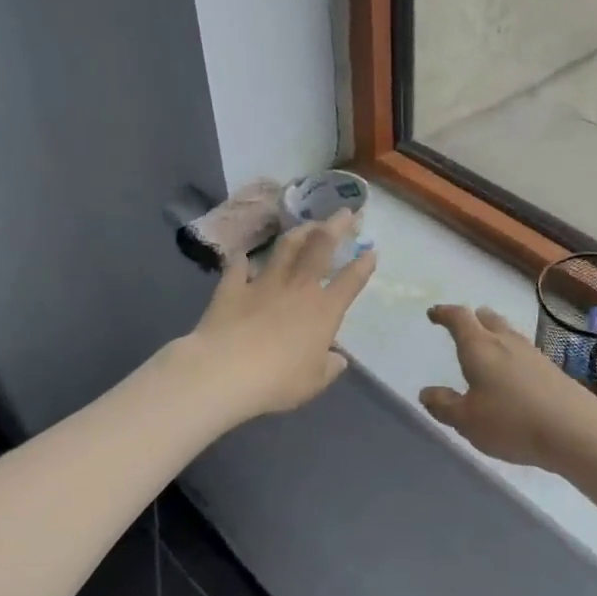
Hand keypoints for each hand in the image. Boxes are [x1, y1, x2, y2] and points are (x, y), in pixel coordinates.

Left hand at [185, 212, 374, 419]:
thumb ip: (328, 367)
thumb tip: (337, 359)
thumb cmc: (278, 380)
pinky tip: (243, 255)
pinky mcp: (232, 288)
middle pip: (320, 248)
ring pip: (284, 249)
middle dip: (335, 227)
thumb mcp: (313, 382)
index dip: (363, 265)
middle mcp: (298, 288)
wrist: (225, 371)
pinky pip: (238, 268)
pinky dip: (242, 260)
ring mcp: (264, 284)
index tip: (371, 250)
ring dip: (298, 233)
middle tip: (343, 213)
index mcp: (324, 310)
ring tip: (306, 224)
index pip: (350, 281)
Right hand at [418, 304, 596, 472]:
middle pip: (487, 318)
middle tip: (461, 326)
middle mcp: (506, 341)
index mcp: (479, 347)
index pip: (459, 319)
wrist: (575, 430)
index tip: (434, 314)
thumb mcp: (467, 421)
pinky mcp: (551, 369)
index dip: (444, 314)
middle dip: (472, 319)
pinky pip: (522, 351)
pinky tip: (511, 372)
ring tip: (485, 346)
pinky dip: (510, 353)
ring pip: (507, 333)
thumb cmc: (511, 422)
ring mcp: (532, 353)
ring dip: (493, 334)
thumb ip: (445, 405)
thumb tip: (427, 392)